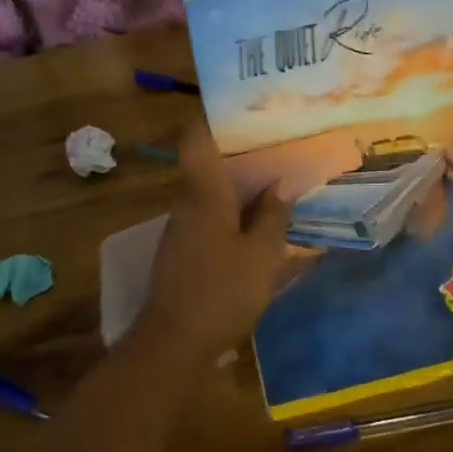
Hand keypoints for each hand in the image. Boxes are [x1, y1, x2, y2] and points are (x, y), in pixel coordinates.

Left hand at [137, 120, 292, 364]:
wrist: (172, 345)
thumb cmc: (221, 292)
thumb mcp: (261, 256)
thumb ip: (273, 217)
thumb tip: (280, 185)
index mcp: (204, 193)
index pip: (197, 139)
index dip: (213, 116)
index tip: (241, 106)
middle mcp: (187, 203)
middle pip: (207, 164)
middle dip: (238, 152)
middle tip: (275, 143)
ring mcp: (182, 229)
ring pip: (210, 192)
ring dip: (237, 185)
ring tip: (274, 179)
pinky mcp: (183, 253)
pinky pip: (209, 217)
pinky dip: (232, 212)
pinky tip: (257, 223)